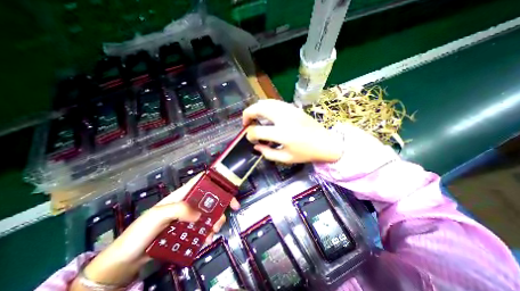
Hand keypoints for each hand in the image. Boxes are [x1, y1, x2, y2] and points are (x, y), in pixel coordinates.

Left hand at [71, 174, 238, 289]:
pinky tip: (206, 239)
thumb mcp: (157, 216)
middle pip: (210, 198)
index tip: (228, 189)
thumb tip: (199, 215)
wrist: (125, 262)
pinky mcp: (188, 231)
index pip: (201, 181)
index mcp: (182, 195)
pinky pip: (203, 228)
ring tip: (214, 231)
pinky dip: (208, 233)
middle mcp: (188, 204)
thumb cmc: (139, 233)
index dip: (216, 181)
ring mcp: (188, 218)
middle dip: (221, 204)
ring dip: (216, 221)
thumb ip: (179, 210)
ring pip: (209, 214)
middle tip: (229, 212)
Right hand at [245, 99, 344, 163]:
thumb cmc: (306, 153)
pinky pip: (274, 102)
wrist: (326, 143)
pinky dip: (265, 106)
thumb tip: (255, 146)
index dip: (250, 135)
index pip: (257, 131)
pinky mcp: (293, 107)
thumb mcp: (286, 158)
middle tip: (246, 123)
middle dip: (247, 114)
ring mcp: (289, 110)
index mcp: (282, 134)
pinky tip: (265, 114)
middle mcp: (284, 118)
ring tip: (253, 117)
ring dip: (255, 108)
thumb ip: (267, 153)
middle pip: (258, 108)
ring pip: (266, 102)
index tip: (251, 139)